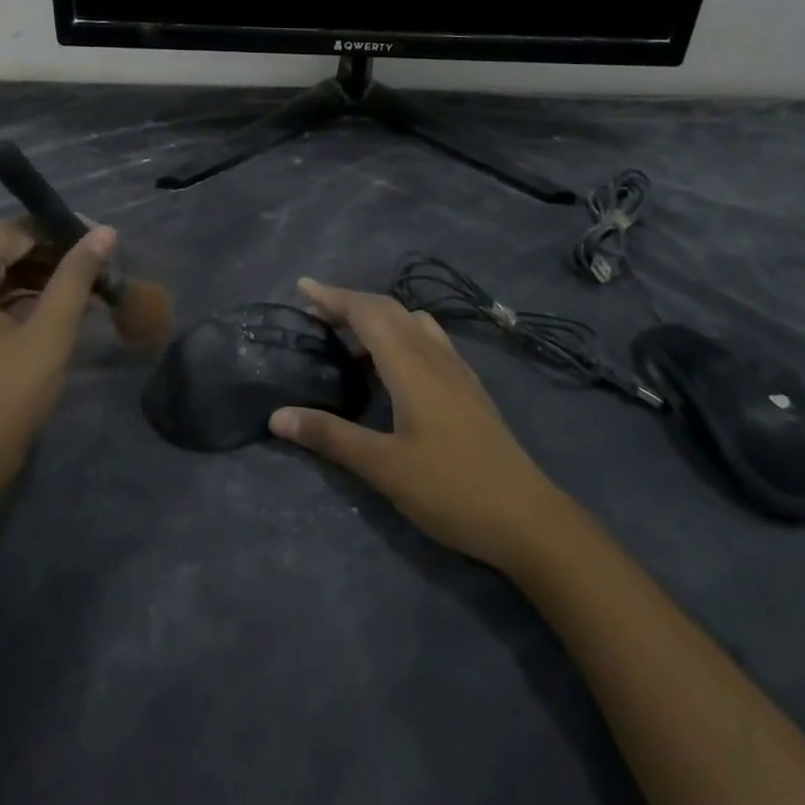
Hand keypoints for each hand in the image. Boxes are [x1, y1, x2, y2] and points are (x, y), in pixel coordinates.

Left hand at [0, 218, 115, 496]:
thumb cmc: (3, 399)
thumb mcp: (49, 333)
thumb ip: (76, 276)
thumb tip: (105, 232)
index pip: (14, 229)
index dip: (61, 229)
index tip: (103, 242)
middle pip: (4, 248)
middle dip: (54, 255)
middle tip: (101, 269)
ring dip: (41, 277)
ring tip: (89, 290)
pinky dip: (21, 298)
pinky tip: (59, 309)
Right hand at [270, 279, 571, 573]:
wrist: (527, 517)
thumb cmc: (451, 488)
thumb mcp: (383, 467)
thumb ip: (330, 436)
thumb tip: (277, 416)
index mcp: (411, 364)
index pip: (366, 312)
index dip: (333, 296)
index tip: (302, 287)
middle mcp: (434, 354)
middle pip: (388, 309)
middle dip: (350, 303)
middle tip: (316, 314)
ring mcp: (456, 368)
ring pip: (411, 322)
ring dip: (377, 318)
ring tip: (349, 339)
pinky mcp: (468, 386)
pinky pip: (428, 339)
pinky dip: (400, 334)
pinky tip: (394, 366)